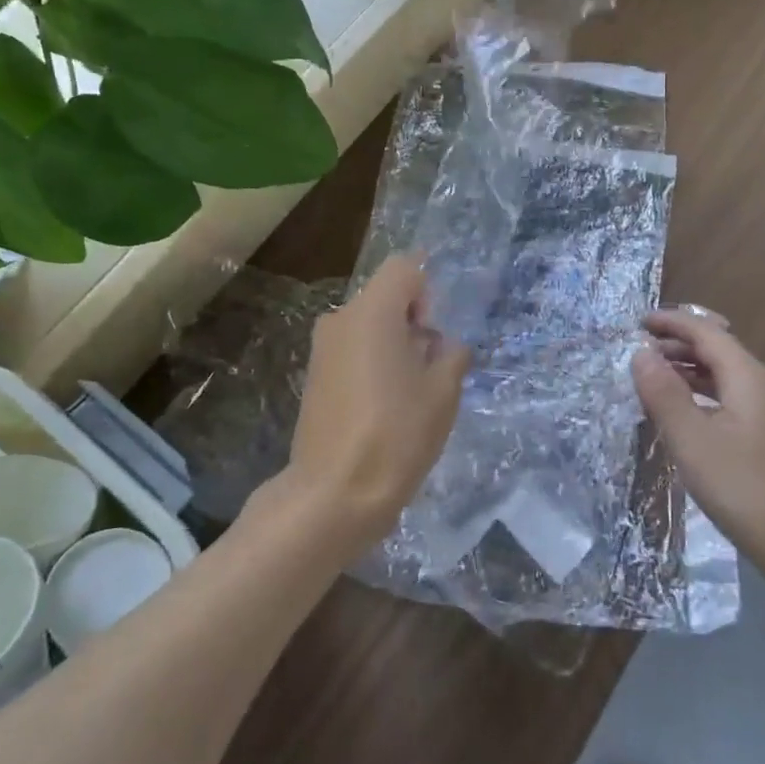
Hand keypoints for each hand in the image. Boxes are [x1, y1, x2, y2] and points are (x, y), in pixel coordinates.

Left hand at [279, 255, 469, 550]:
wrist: (333, 494)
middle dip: (412, 320)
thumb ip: (451, 356)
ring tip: (410, 391)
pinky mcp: (313, 377)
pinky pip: (351, 351)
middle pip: (383, 297)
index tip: (437, 329)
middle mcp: (340, 319)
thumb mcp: (442, 393)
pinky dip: (371, 362)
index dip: (427, 289)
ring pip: (366, 326)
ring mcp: (322, 349)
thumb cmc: (397, 435)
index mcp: (372, 312)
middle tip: (432, 365)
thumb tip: (446, 347)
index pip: (403, 268)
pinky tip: (384, 405)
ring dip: (392, 344)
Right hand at [631, 308, 764, 568]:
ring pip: (719, 376)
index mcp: (745, 376)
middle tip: (637, 350)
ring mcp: (762, 414)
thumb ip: (664, 393)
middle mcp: (757, 386)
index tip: (636, 322)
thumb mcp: (693, 440)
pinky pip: (722, 400)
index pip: (705, 331)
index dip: (670, 322)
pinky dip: (696, 395)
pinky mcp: (760, 439)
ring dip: (685, 369)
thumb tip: (640, 353)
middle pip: (714, 349)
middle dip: (676, 343)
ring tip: (650, 377)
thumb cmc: (746, 488)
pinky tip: (678, 416)